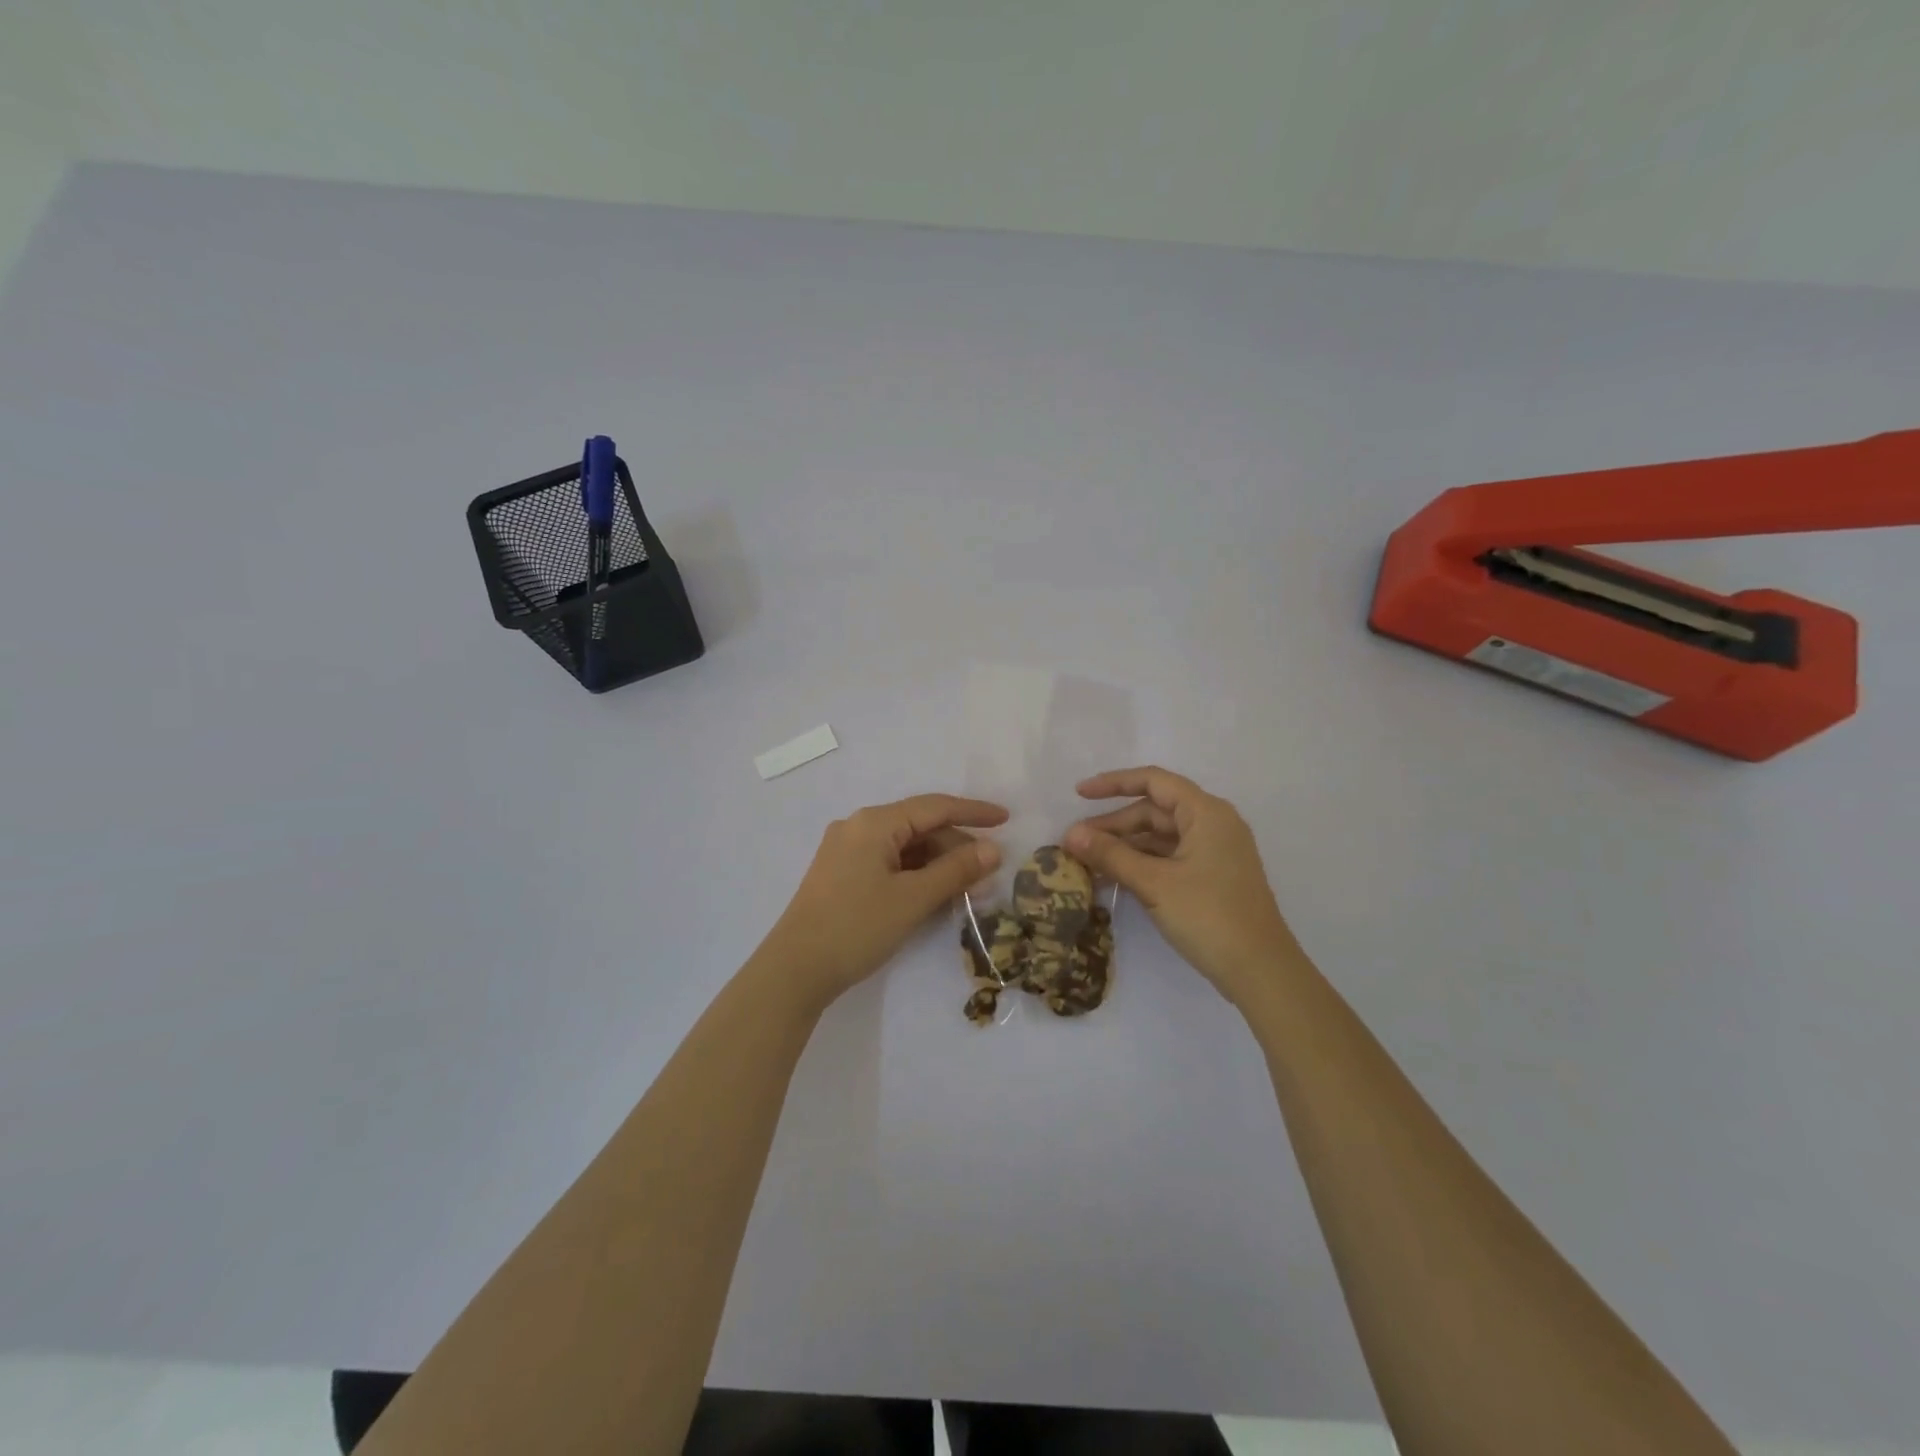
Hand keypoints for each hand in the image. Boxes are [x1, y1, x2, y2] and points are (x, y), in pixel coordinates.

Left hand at [758, 793, 1007, 1011]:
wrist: (794, 970)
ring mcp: (846, 851)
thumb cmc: (856, 927)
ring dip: (937, 862)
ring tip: (967, 886)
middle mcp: (858, 827)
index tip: (1006, 819)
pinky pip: (888, 862)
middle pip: (918, 826)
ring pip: (904, 846)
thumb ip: (956, 870)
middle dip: (955, 845)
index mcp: (874, 822)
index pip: (934, 807)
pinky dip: (915, 874)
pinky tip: (934, 893)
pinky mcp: (841, 874)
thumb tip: (993, 850)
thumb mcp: (913, 898)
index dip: (973, 812)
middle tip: (988, 869)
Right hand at [1065, 766, 1298, 1006]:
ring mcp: (1215, 852)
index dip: (1113, 783)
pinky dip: (1142, 863)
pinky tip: (1114, 878)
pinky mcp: (1213, 877)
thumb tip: (1070, 834)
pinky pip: (1170, 857)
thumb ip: (1110, 855)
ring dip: (1125, 847)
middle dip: (1114, 824)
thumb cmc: (1209, 916)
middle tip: (1076, 843)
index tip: (1079, 794)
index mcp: (1206, 813)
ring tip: (1087, 863)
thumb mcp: (1154, 883)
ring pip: (1160, 837)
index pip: (1153, 781)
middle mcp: (1213, 824)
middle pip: (1155, 811)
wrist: (1261, 971)